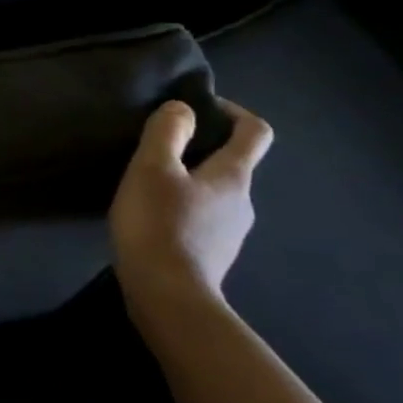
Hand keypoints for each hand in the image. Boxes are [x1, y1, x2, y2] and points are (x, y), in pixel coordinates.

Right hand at [110, 98, 273, 317]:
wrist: (168, 295)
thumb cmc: (159, 224)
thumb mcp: (152, 169)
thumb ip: (167, 133)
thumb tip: (183, 109)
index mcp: (233, 176)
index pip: (255, 133)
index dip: (234, 112)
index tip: (201, 107)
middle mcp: (243, 202)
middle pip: (231, 164)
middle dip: (200, 150)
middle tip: (158, 150)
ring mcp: (230, 232)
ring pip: (214, 194)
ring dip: (187, 183)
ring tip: (147, 186)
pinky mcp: (211, 255)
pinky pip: (201, 220)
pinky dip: (181, 211)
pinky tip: (151, 220)